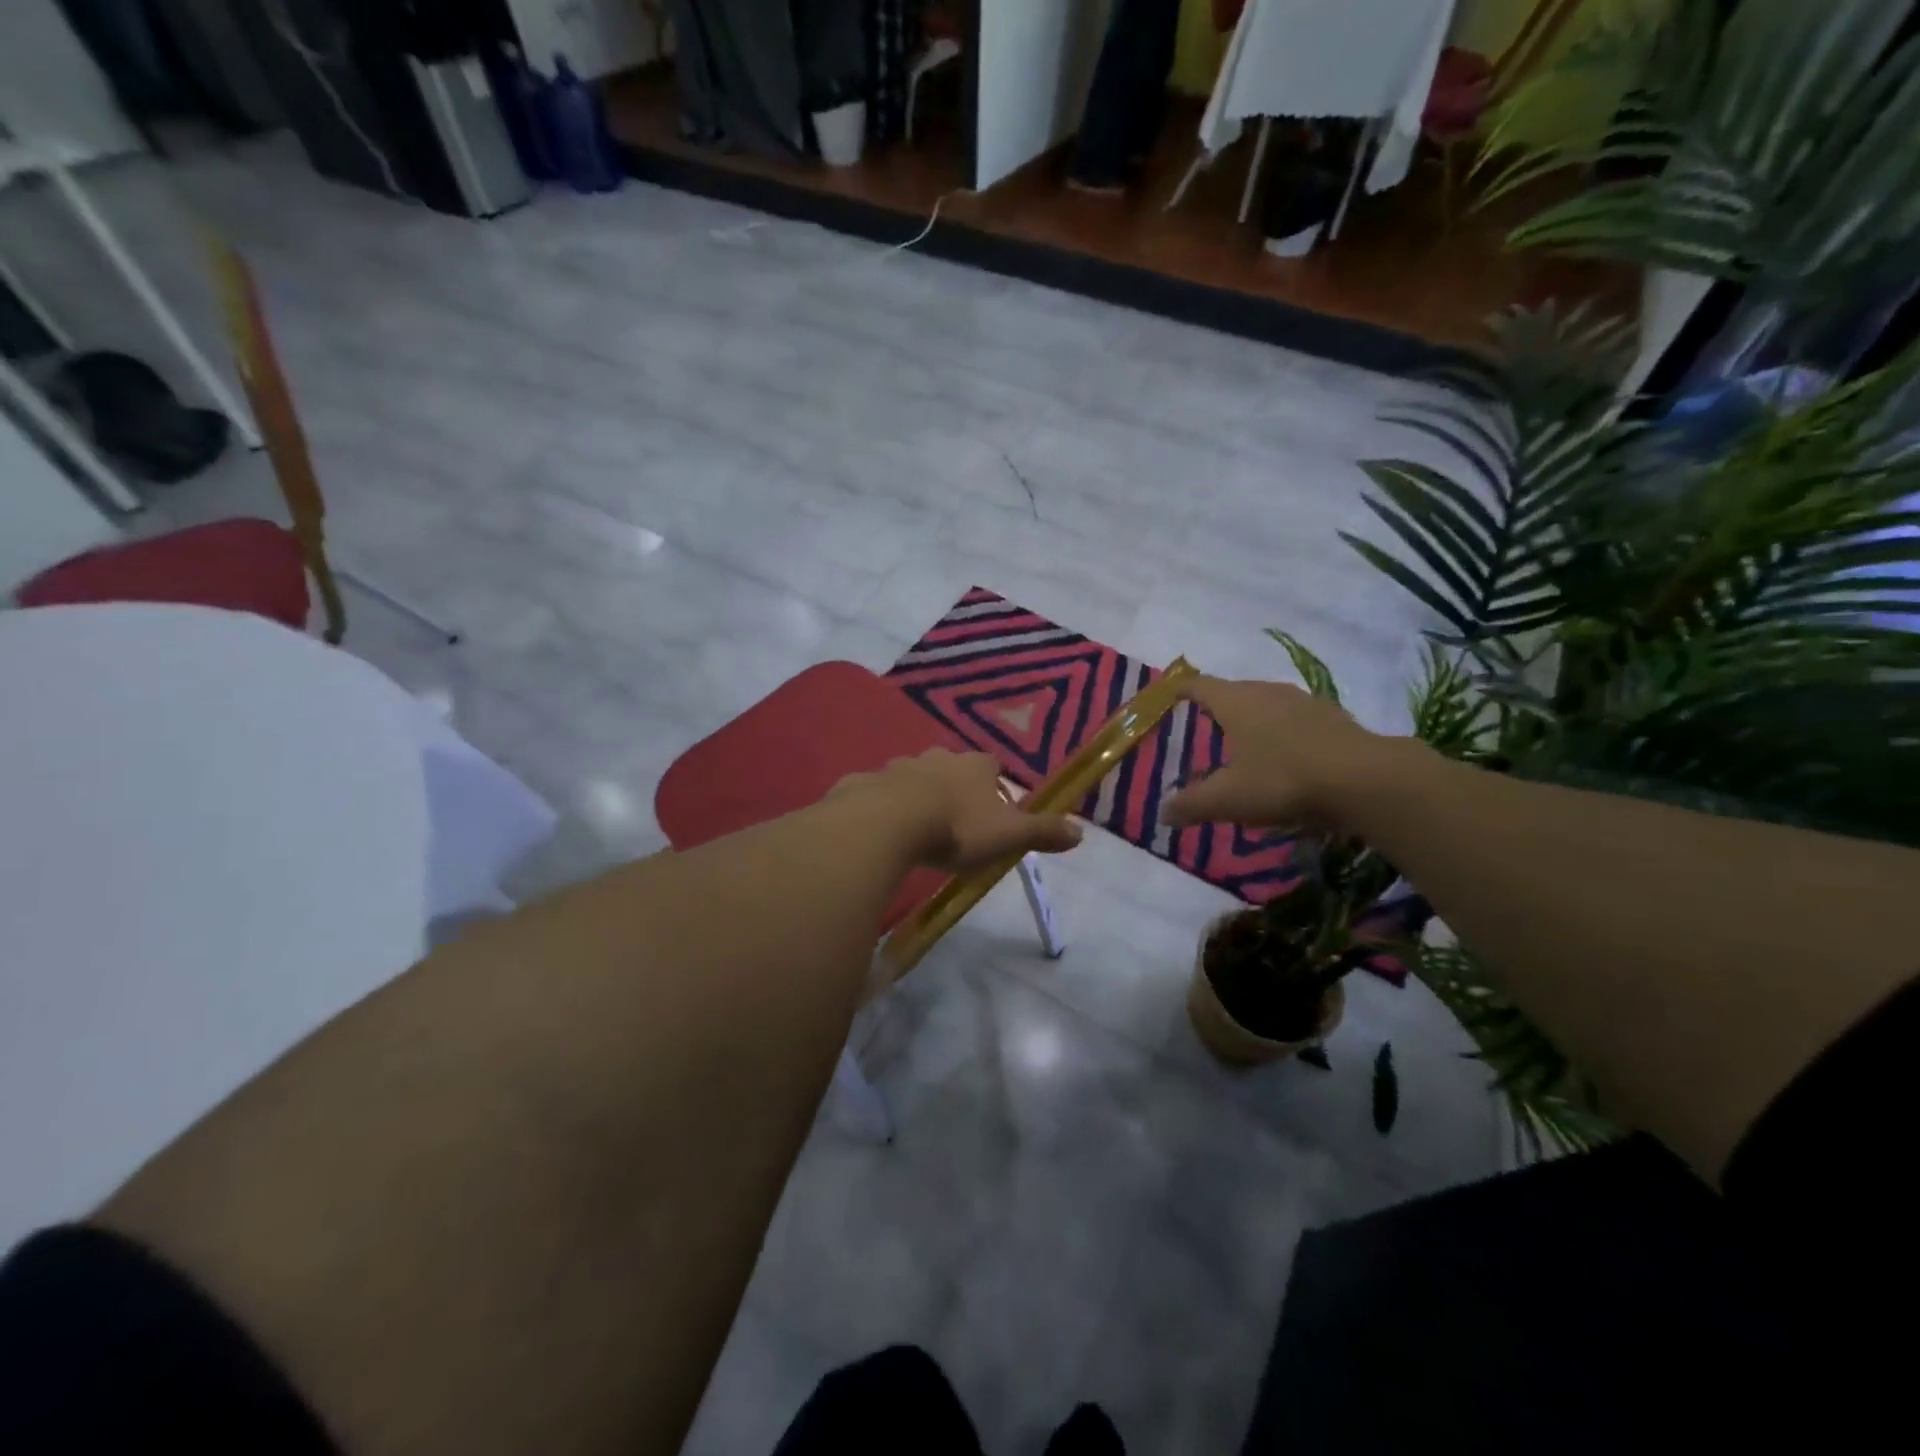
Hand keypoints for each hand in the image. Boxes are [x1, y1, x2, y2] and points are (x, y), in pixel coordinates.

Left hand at [834, 750, 1082, 871]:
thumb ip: (1042, 832)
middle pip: (951, 767)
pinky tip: (879, 829)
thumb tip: (1081, 832)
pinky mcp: (866, 782)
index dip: (994, 785)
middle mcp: (937, 757)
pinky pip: (877, 791)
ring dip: (916, 794)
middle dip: (953, 787)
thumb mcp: (1007, 835)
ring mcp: (899, 767)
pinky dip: (880, 805)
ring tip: (915, 827)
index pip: (991, 766)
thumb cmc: (956, 828)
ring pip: (912, 777)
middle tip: (953, 820)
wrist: (888, 823)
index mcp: (974, 766)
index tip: (992, 809)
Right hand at [1162, 676, 1398, 832]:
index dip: (1181, 689)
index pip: (1199, 685)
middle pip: (1234, 691)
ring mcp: (1304, 702)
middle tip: (1204, 725)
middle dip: (1217, 706)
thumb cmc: (1282, 780)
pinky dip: (1283, 732)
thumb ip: (1192, 805)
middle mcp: (1268, 692)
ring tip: (1245, 741)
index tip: (1169, 694)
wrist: (1365, 780)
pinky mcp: (1334, 718)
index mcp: (1236, 701)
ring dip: (1253, 718)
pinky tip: (1286, 756)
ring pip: (1268, 703)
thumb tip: (1163, 813)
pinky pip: (1296, 719)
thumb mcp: (1228, 799)